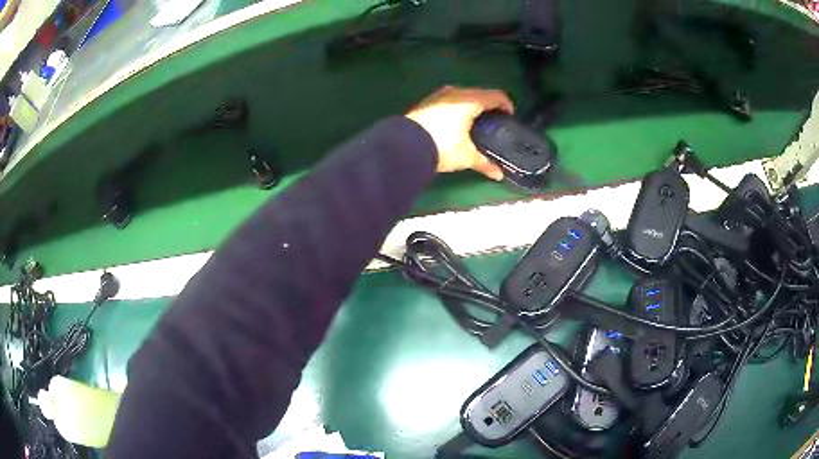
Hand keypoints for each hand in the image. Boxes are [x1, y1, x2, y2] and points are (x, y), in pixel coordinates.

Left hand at [405, 86, 513, 180]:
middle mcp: (456, 92)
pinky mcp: (426, 102)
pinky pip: (449, 100)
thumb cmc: (442, 146)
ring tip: (474, 123)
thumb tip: (499, 175)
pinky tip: (455, 123)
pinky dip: (457, 108)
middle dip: (489, 105)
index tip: (509, 116)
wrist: (403, 146)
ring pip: (463, 95)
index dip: (506, 105)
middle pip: (479, 93)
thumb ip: (484, 163)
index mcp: (470, 100)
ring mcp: (438, 95)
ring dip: (472, 105)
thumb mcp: (466, 156)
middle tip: (493, 122)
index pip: (496, 96)